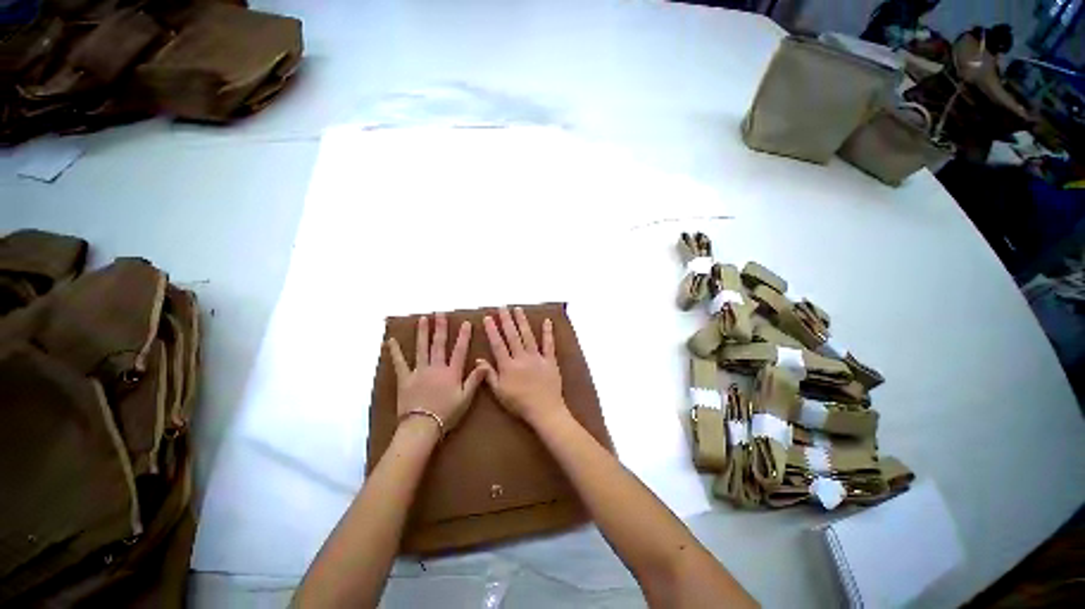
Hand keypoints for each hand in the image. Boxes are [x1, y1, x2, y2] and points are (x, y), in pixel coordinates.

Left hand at [387, 313, 486, 434]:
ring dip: (422, 332)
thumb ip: (475, 380)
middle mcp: (436, 367)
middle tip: (440, 313)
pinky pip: (400, 363)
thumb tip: (484, 364)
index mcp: (451, 372)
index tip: (465, 323)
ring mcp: (419, 371)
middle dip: (440, 327)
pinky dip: (395, 352)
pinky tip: (390, 341)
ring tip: (422, 319)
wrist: (422, 427)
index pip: (459, 350)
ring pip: (421, 348)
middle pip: (439, 344)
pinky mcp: (405, 379)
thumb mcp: (465, 398)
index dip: (463, 336)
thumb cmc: (447, 414)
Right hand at [478, 307, 567, 427]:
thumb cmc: (519, 403)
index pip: (498, 344)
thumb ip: (489, 375)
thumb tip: (479, 359)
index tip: (488, 317)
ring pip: (528, 335)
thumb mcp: (499, 392)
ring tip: (518, 309)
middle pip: (513, 335)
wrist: (544, 410)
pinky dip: (548, 332)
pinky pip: (549, 344)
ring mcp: (537, 357)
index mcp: (508, 365)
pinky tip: (547, 321)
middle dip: (507, 320)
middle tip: (502, 307)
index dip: (492, 330)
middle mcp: (521, 357)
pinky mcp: (550, 360)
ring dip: (522, 321)